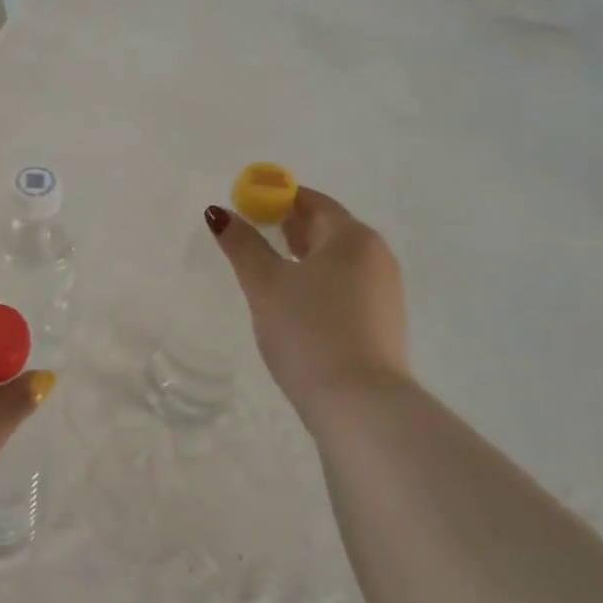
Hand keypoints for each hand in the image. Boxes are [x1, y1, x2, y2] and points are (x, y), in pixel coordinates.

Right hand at [207, 187, 410, 438]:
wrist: (358, 403)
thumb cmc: (308, 330)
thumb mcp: (265, 284)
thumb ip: (242, 244)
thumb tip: (218, 213)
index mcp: (352, 237)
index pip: (312, 201)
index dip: (277, 198)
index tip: (247, 207)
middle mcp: (376, 256)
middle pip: (328, 227)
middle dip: (290, 226)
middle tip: (254, 235)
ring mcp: (384, 290)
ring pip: (338, 259)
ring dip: (304, 256)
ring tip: (270, 269)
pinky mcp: (383, 321)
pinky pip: (346, 285)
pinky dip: (320, 281)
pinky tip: (297, 303)